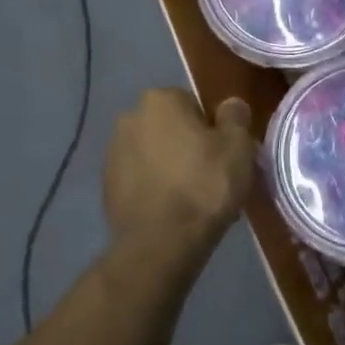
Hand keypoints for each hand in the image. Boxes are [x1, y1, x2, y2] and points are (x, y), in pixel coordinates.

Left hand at [104, 89, 256, 258]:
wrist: (160, 244)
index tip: (225, 155)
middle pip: (172, 128)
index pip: (195, 104)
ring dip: (171, 167)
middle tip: (212, 176)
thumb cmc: (205, 184)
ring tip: (193, 198)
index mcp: (160, 99)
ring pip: (155, 154)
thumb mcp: (238, 145)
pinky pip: (141, 179)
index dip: (214, 130)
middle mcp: (130, 118)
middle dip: (189, 146)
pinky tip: (173, 211)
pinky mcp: (107, 187)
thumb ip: (235, 116)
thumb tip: (230, 106)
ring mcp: (113, 154)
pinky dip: (155, 188)